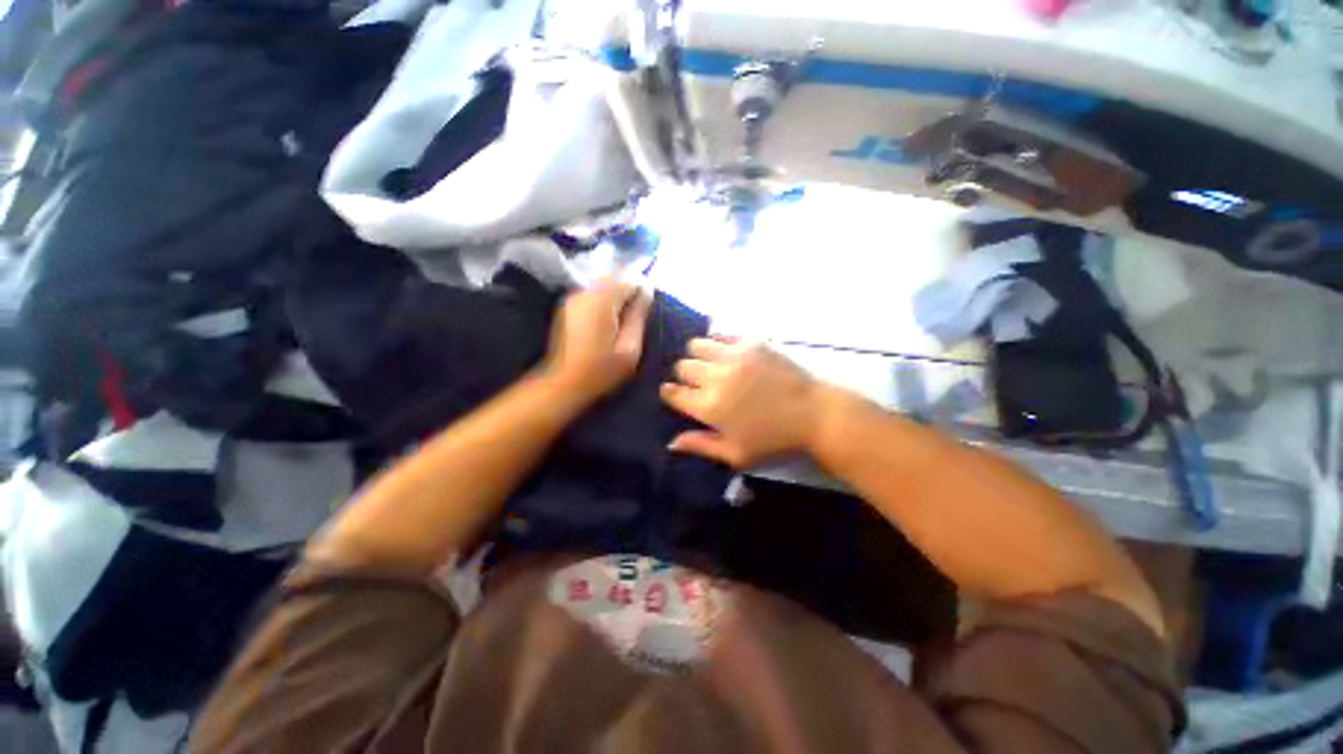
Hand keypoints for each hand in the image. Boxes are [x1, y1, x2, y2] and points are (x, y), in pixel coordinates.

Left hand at [541, 279, 653, 404]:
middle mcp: (585, 291)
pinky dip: (604, 302)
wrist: (564, 384)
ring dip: (616, 297)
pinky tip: (607, 322)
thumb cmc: (601, 370)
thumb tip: (647, 290)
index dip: (642, 292)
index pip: (629, 280)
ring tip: (623, 321)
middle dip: (628, 292)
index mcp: (601, 300)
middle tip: (636, 317)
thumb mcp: (629, 347)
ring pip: (602, 285)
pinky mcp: (567, 306)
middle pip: (614, 278)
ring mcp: (572, 297)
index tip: (647, 312)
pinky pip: (592, 294)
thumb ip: (638, 315)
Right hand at [661, 336, 827, 468]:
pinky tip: (726, 353)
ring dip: (698, 356)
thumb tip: (670, 443)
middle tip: (699, 384)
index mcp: (709, 406)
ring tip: (711, 366)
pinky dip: (718, 342)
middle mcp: (716, 376)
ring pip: (697, 345)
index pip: (672, 393)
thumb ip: (701, 446)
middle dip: (684, 376)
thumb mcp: (736, 454)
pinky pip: (721, 334)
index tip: (676, 395)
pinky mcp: (751, 342)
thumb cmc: (774, 439)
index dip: (670, 394)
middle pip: (682, 366)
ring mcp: (734, 356)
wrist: (814, 414)